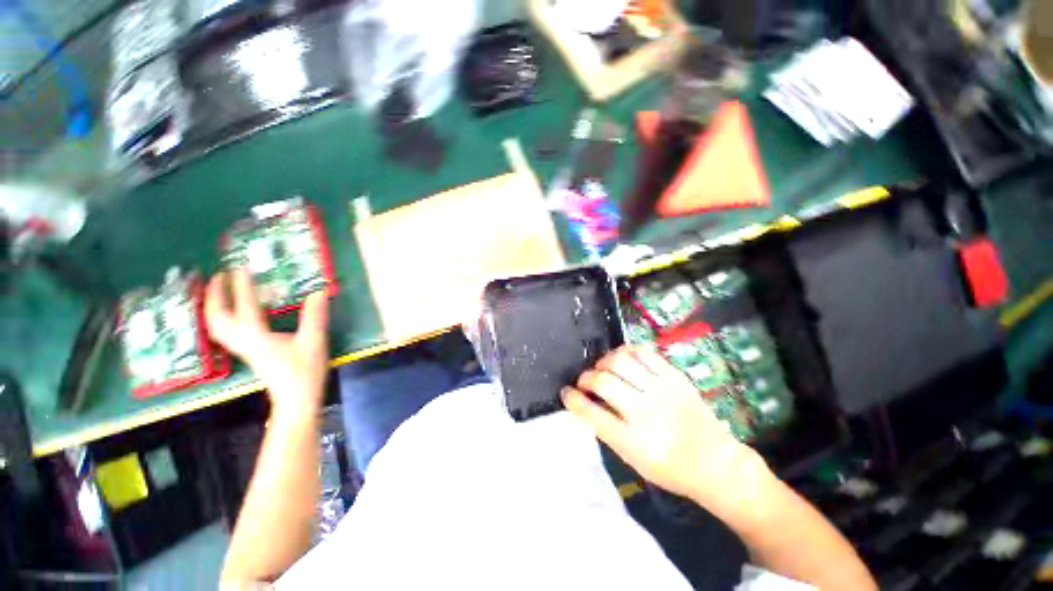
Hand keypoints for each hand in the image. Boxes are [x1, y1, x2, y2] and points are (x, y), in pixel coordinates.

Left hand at [205, 269, 329, 417]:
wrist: (295, 400)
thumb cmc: (304, 372)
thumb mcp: (313, 341)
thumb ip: (315, 315)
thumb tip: (318, 290)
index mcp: (257, 336)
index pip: (244, 305)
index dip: (242, 284)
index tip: (241, 265)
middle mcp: (243, 340)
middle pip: (216, 316)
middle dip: (214, 294)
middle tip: (220, 275)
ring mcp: (242, 348)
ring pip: (216, 325)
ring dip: (212, 305)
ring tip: (219, 290)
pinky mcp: (247, 353)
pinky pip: (224, 332)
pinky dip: (220, 318)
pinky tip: (230, 314)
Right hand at [561, 346, 767, 508]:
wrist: (716, 462)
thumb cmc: (671, 468)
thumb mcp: (634, 459)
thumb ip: (607, 429)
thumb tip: (584, 401)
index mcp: (635, 441)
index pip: (592, 413)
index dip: (573, 399)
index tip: (566, 392)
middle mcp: (648, 412)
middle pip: (604, 381)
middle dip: (585, 378)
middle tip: (583, 382)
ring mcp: (664, 390)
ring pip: (620, 361)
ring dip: (603, 362)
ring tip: (602, 369)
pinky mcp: (675, 376)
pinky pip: (643, 352)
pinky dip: (626, 352)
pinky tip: (622, 360)